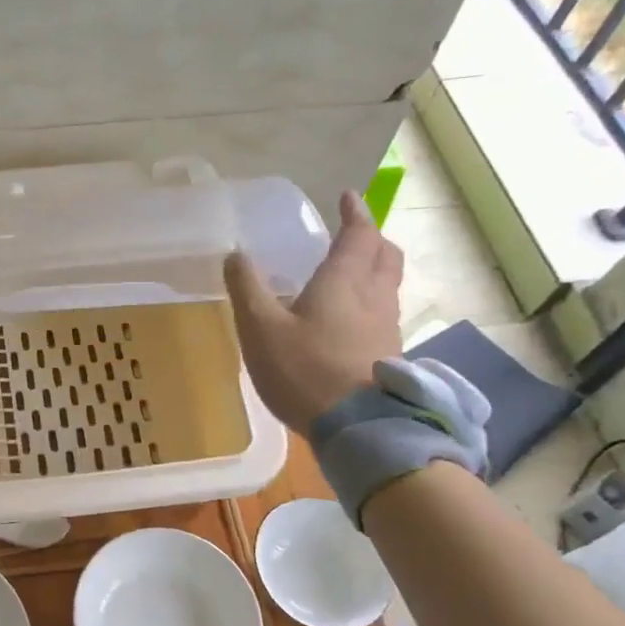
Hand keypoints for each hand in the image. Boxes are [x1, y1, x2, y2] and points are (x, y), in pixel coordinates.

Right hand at [224, 190, 403, 437]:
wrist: (358, 428)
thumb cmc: (305, 369)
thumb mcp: (260, 327)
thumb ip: (247, 288)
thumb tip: (236, 255)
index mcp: (345, 281)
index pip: (359, 234)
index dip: (354, 213)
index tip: (346, 197)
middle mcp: (375, 297)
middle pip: (386, 256)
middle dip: (372, 239)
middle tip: (353, 234)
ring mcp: (387, 327)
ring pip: (388, 285)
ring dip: (374, 270)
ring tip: (349, 274)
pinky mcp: (388, 354)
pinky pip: (384, 313)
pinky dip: (371, 301)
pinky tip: (350, 319)